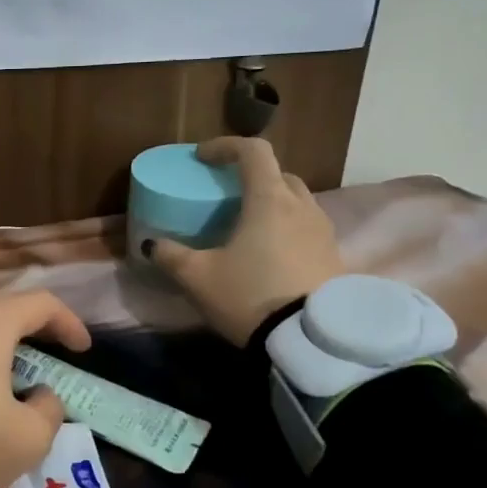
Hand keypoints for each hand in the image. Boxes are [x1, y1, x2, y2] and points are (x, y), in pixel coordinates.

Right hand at [145, 137, 344, 345]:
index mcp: (269, 199)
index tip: (202, 158)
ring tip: (248, 226)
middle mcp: (301, 206)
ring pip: (297, 201)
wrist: (311, 341)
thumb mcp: (198, 278)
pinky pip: (308, 229)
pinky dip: (287, 229)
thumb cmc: (251, 295)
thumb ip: (171, 256)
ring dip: (272, 203)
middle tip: (227, 194)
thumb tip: (152, 245)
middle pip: (278, 174)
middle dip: (251, 176)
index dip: (225, 146)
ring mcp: (324, 231)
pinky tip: (270, 255)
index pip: (252, 151)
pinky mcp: (334, 257)